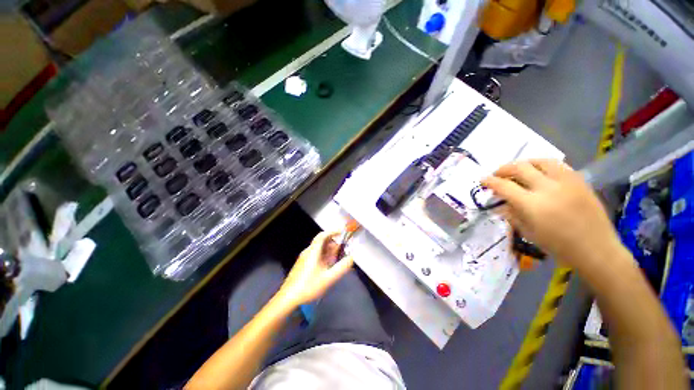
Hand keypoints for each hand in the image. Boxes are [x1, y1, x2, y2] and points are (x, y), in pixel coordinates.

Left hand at [277, 231, 353, 307]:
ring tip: (337, 258)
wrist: (288, 297)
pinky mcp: (302, 264)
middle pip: (321, 242)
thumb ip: (341, 267)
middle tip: (342, 249)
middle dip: (333, 243)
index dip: (332, 232)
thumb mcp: (328, 278)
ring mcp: (304, 258)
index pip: (322, 235)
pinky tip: (327, 266)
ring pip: (318, 249)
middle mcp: (308, 252)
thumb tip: (351, 258)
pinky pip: (315, 255)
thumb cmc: (309, 286)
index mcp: (313, 251)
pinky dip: (323, 256)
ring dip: (329, 250)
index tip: (341, 232)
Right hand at [481, 159, 624, 271]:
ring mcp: (566, 182)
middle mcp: (548, 188)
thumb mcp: (528, 232)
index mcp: (532, 205)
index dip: (490, 181)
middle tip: (497, 174)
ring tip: (518, 169)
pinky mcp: (579, 181)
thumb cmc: (558, 246)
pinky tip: (540, 172)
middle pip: (520, 168)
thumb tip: (499, 204)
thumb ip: (511, 214)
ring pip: (540, 161)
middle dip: (503, 169)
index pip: (504, 186)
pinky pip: (558, 165)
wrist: (596, 249)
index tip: (483, 180)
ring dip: (524, 163)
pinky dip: (543, 165)